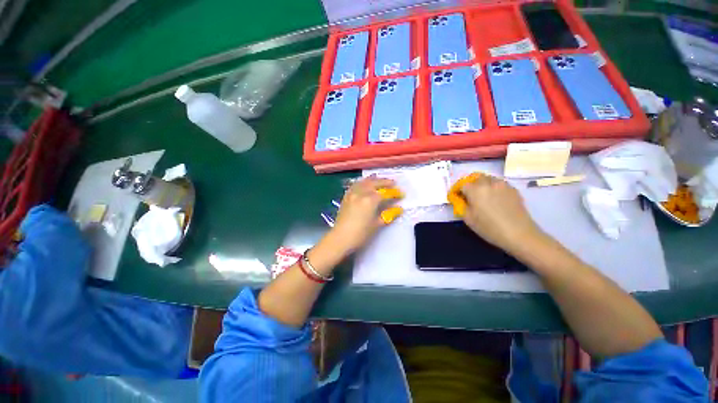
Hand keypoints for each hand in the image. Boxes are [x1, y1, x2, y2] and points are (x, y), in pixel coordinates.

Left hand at [330, 176, 399, 253]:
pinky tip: (365, 183)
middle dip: (385, 182)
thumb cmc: (361, 234)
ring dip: (374, 180)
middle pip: (375, 183)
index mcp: (370, 200)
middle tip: (393, 183)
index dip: (394, 193)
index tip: (401, 194)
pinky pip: (355, 185)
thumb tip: (399, 209)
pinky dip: (362, 182)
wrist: (340, 238)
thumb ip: (388, 214)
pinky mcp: (346, 196)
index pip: (385, 193)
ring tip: (380, 179)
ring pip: (364, 181)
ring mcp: (352, 193)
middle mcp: (361, 193)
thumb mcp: (377, 224)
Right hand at [459, 174, 542, 253]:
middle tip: (468, 196)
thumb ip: (460, 205)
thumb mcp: (468, 219)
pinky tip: (494, 199)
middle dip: (469, 184)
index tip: (456, 197)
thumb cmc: (489, 228)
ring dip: (481, 184)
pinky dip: (493, 188)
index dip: (457, 190)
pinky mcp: (513, 189)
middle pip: (475, 177)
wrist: (519, 233)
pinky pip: (498, 184)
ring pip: (488, 179)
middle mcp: (488, 183)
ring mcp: (502, 184)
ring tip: (482, 196)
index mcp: (475, 190)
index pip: (461, 184)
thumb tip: (459, 199)